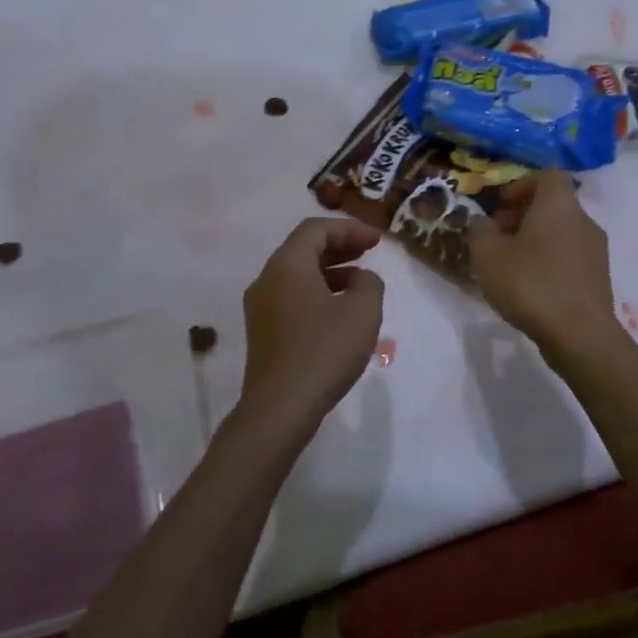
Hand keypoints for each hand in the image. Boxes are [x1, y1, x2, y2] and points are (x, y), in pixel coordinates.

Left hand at [235, 217, 385, 435]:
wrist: (280, 408)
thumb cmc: (323, 352)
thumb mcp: (362, 312)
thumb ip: (369, 283)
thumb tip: (361, 279)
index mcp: (287, 266)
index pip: (315, 229)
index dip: (349, 229)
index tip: (377, 241)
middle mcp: (267, 279)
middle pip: (303, 249)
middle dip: (339, 246)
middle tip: (369, 252)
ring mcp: (260, 307)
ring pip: (297, 274)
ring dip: (330, 271)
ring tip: (360, 282)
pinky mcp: (263, 332)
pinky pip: (291, 297)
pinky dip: (317, 292)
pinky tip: (340, 312)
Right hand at [467, 170, 622, 357]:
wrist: (580, 335)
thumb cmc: (531, 284)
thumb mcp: (487, 255)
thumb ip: (479, 231)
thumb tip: (481, 222)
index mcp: (559, 205)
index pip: (547, 176)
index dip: (520, 185)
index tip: (500, 205)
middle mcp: (584, 220)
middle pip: (553, 205)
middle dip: (522, 215)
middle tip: (496, 237)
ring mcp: (596, 250)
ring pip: (561, 232)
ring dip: (535, 240)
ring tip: (509, 265)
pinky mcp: (598, 278)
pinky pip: (569, 257)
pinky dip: (549, 261)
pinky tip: (529, 287)